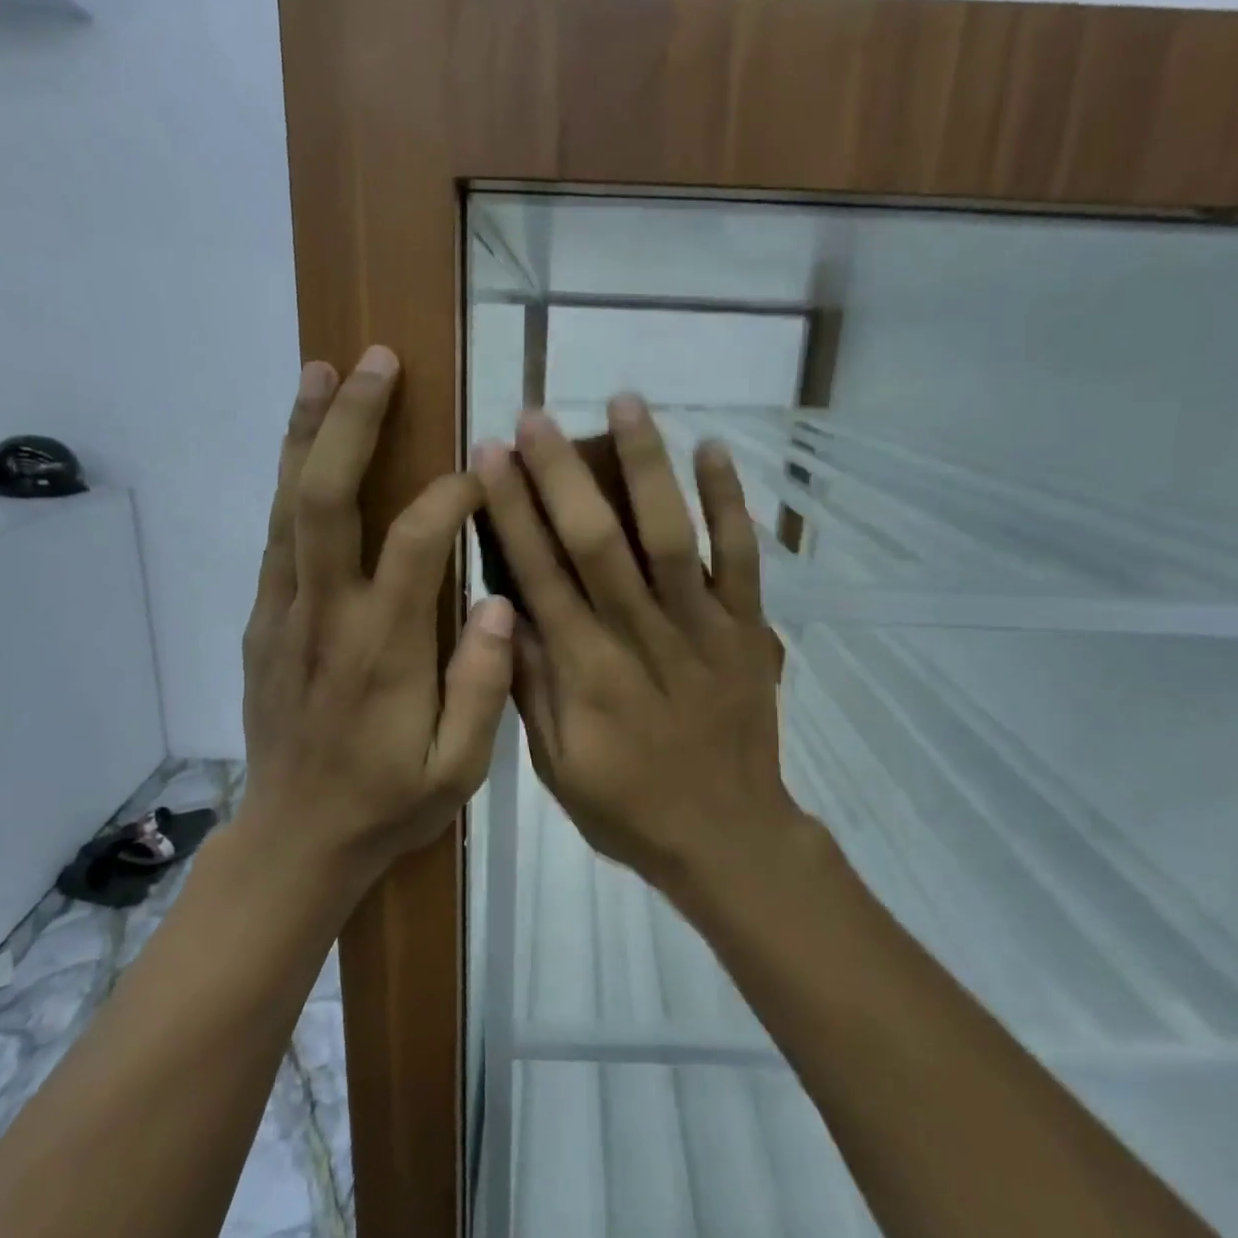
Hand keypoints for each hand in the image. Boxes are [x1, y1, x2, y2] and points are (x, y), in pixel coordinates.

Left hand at [237, 346, 516, 881]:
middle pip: (326, 498)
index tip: (484, 468)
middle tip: (376, 361)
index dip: (451, 493)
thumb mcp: (457, 770)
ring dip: (304, 433)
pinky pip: (275, 537)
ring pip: (287, 506)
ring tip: (324, 369)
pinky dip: (288, 481)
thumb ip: (482, 686)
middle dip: (350, 422)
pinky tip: (302, 447)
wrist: (293, 839)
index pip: (417, 543)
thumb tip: (500, 601)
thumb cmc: (386, 804)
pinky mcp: (262, 622)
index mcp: (383, 650)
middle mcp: (325, 616)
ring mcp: (283, 615)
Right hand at [475, 396, 807, 892]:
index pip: (540, 574)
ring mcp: (701, 627)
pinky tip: (712, 449)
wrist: (726, 835)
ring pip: (671, 535)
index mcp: (586, 671)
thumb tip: (501, 608)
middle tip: (535, 415)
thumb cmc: (629, 807)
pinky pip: (743, 558)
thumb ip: (530, 685)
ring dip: (646, 466)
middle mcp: (640, 636)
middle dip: (561, 474)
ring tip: (624, 402)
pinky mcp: (747, 629)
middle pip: (597, 541)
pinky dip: (731, 503)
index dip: (513, 511)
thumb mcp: (557, 764)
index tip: (491, 456)